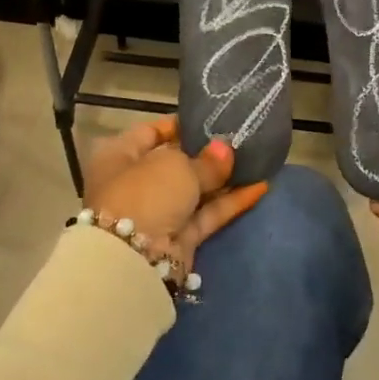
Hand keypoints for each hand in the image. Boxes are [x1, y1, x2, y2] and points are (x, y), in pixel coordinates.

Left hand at [83, 117, 268, 273]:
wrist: (134, 260)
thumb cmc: (146, 194)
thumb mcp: (176, 166)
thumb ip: (206, 160)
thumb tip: (224, 151)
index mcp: (119, 156)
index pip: (149, 132)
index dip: (178, 125)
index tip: (209, 119)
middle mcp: (136, 183)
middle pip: (174, 163)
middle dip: (206, 154)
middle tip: (238, 139)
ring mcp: (158, 212)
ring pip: (194, 191)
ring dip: (222, 179)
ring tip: (255, 160)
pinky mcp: (179, 238)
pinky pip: (207, 214)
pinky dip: (230, 202)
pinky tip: (259, 186)